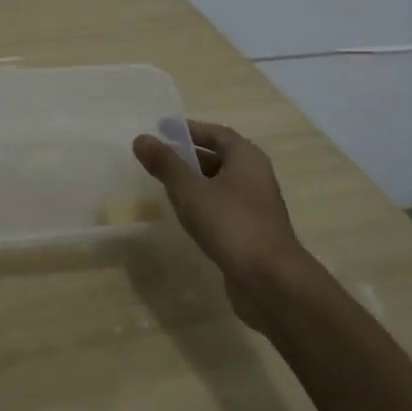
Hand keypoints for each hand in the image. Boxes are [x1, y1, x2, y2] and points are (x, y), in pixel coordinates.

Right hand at [133, 120, 310, 331]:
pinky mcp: (250, 230)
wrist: (270, 280)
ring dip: (195, 182)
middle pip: (218, 157)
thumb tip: (141, 138)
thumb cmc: (231, 225)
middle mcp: (255, 176)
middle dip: (188, 156)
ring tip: (164, 185)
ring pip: (220, 184)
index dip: (189, 130)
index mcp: (246, 158)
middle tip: (157, 158)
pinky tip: (184, 215)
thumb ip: (166, 164)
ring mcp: (255, 205)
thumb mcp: (191, 191)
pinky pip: (223, 207)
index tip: (161, 130)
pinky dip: (203, 204)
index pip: (215, 134)